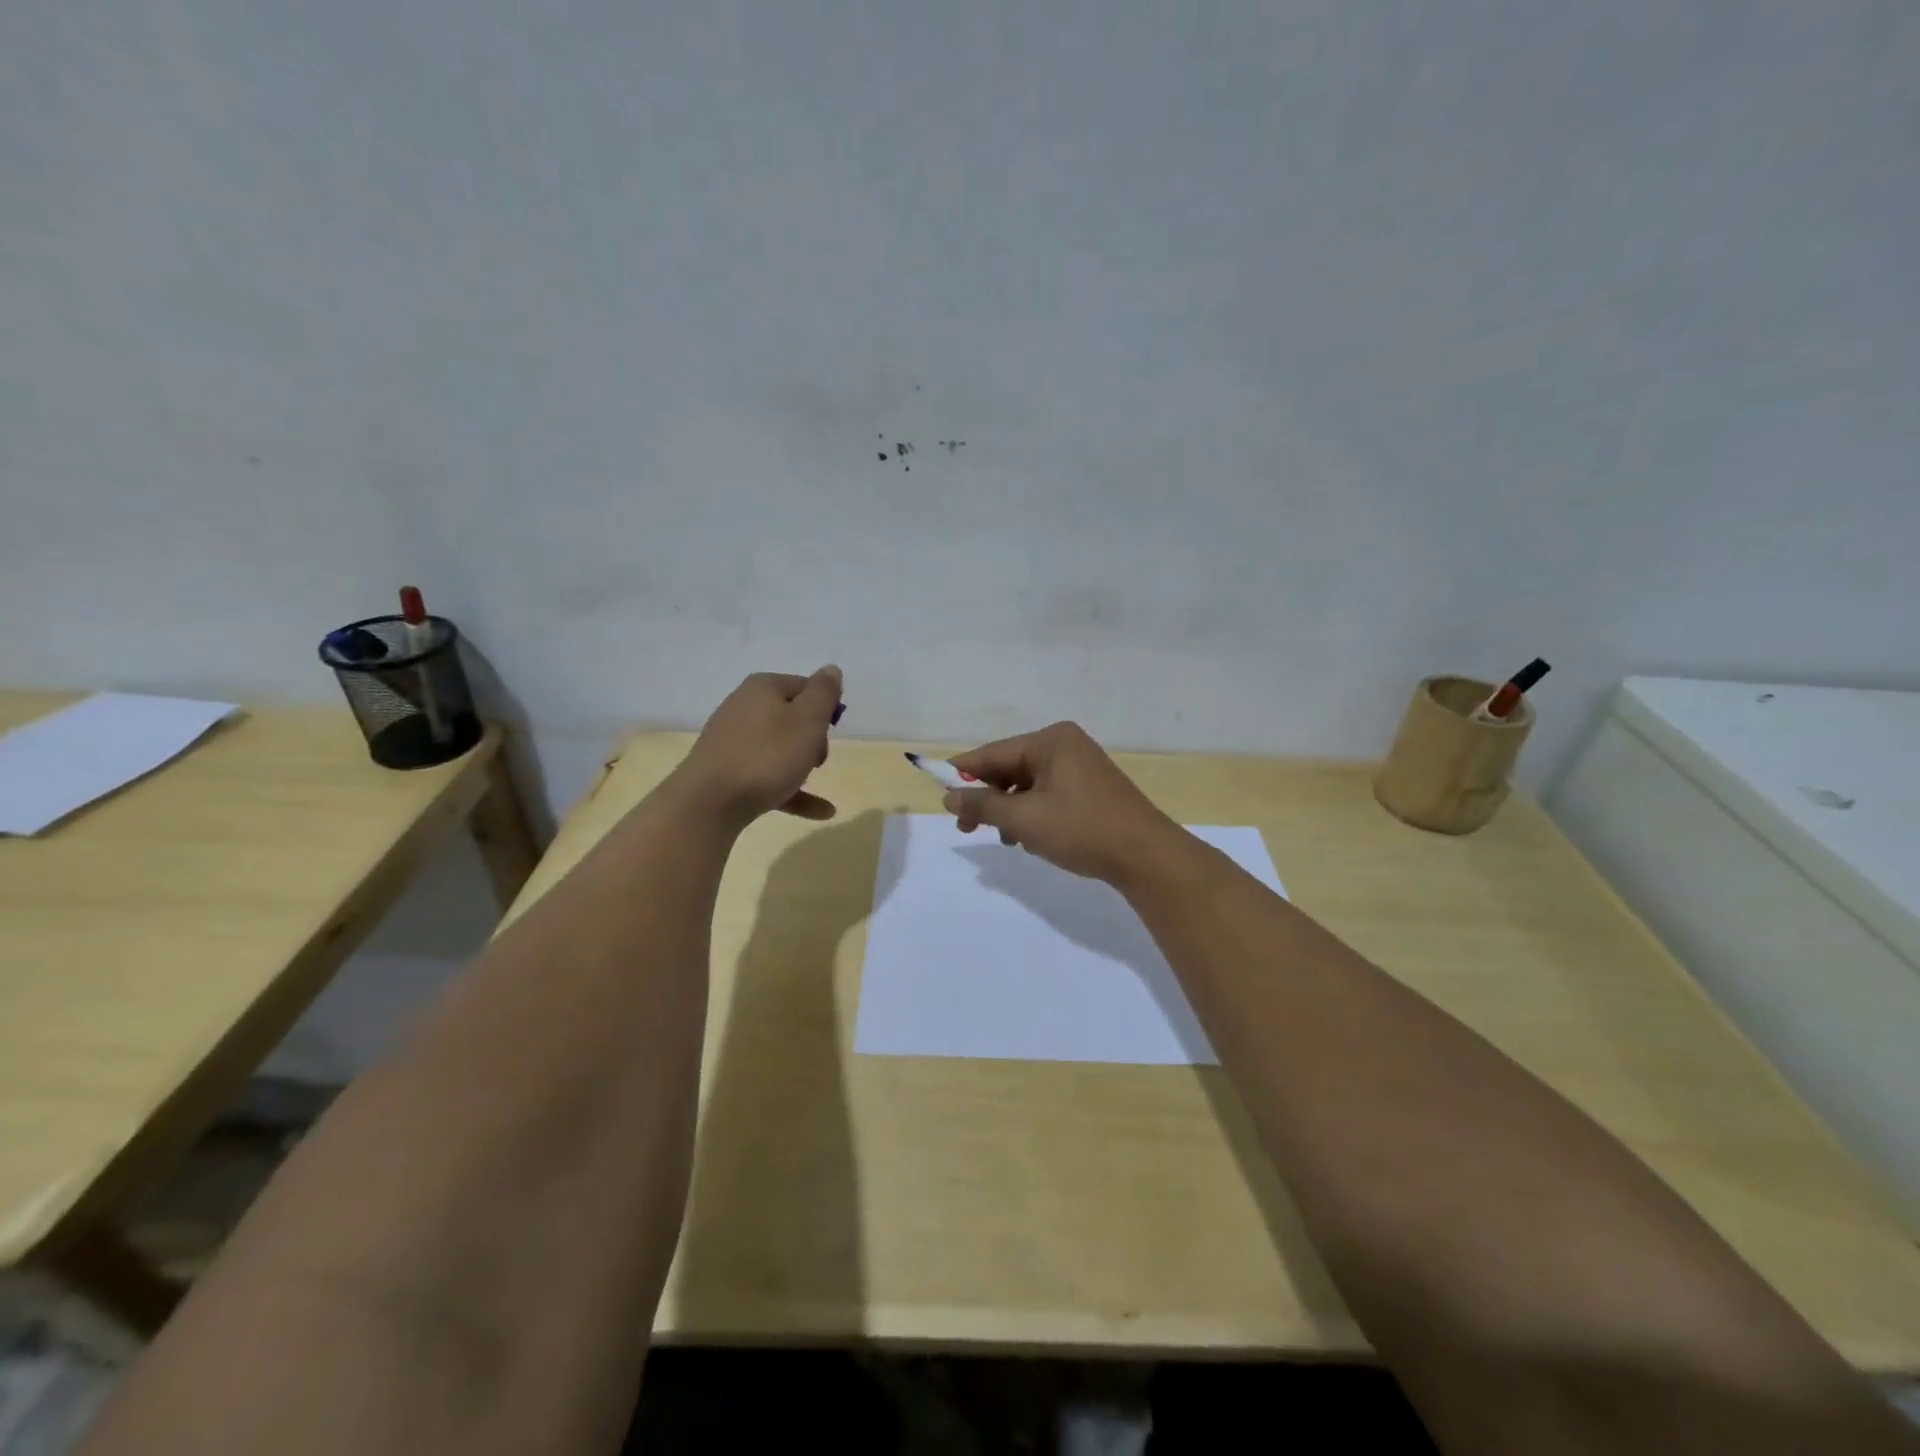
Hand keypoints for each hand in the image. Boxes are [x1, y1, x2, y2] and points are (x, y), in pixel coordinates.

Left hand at [673, 666, 843, 827]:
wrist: (709, 802)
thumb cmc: (767, 755)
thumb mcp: (808, 720)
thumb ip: (823, 693)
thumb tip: (830, 669)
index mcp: (763, 688)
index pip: (805, 686)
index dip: (825, 707)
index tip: (833, 730)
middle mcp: (744, 707)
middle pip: (791, 717)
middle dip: (813, 738)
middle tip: (818, 758)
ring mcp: (732, 741)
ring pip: (779, 748)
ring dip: (802, 764)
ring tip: (813, 781)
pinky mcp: (727, 771)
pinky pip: (768, 776)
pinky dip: (791, 789)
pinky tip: (820, 811)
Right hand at [943, 721, 1184, 883]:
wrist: (1146, 856)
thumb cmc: (1082, 830)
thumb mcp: (1024, 819)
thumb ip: (983, 805)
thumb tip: (948, 796)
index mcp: (1050, 741)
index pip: (993, 753)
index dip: (963, 774)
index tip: (939, 794)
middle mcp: (1066, 745)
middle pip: (1010, 767)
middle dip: (989, 798)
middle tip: (967, 828)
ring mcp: (1081, 767)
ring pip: (1028, 785)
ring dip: (1010, 810)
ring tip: (1007, 839)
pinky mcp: (1091, 789)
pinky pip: (1048, 794)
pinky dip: (1033, 814)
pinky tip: (1030, 839)